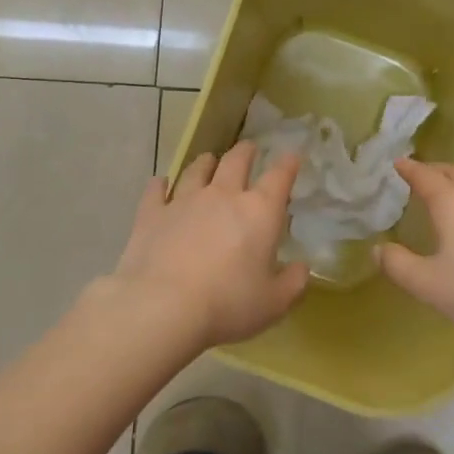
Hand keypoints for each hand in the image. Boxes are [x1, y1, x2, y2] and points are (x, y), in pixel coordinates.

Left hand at [108, 142, 307, 348]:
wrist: (163, 306)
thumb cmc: (227, 304)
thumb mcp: (273, 303)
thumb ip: (292, 283)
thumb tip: (301, 268)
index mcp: (259, 212)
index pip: (279, 177)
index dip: (288, 163)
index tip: (293, 155)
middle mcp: (223, 195)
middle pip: (236, 161)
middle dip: (246, 151)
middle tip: (250, 147)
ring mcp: (184, 201)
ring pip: (197, 170)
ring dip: (206, 162)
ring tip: (208, 160)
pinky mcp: (152, 214)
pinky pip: (156, 190)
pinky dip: (160, 185)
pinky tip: (160, 183)